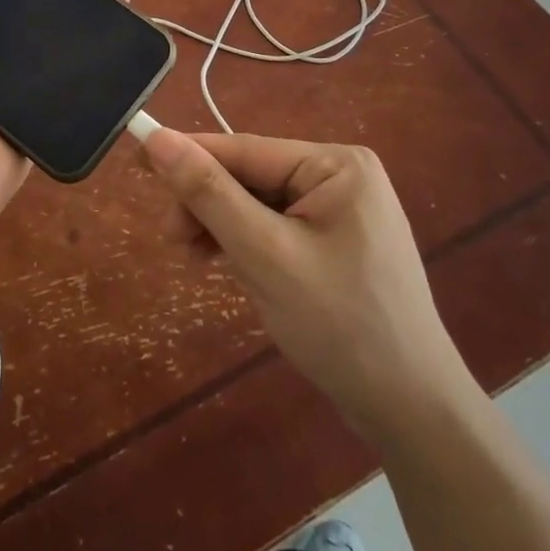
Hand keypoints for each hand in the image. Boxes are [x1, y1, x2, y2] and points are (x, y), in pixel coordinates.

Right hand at [141, 129, 473, 437]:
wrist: (412, 412)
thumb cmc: (340, 326)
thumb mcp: (265, 255)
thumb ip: (210, 194)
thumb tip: (158, 139)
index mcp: (336, 163)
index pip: (244, 150)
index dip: (188, 155)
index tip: (137, 159)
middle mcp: (341, 174)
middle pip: (250, 175)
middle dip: (207, 204)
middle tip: (173, 241)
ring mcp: (342, 209)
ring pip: (259, 202)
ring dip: (222, 225)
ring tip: (194, 259)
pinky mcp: (336, 240)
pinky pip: (276, 226)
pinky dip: (246, 242)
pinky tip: (226, 263)